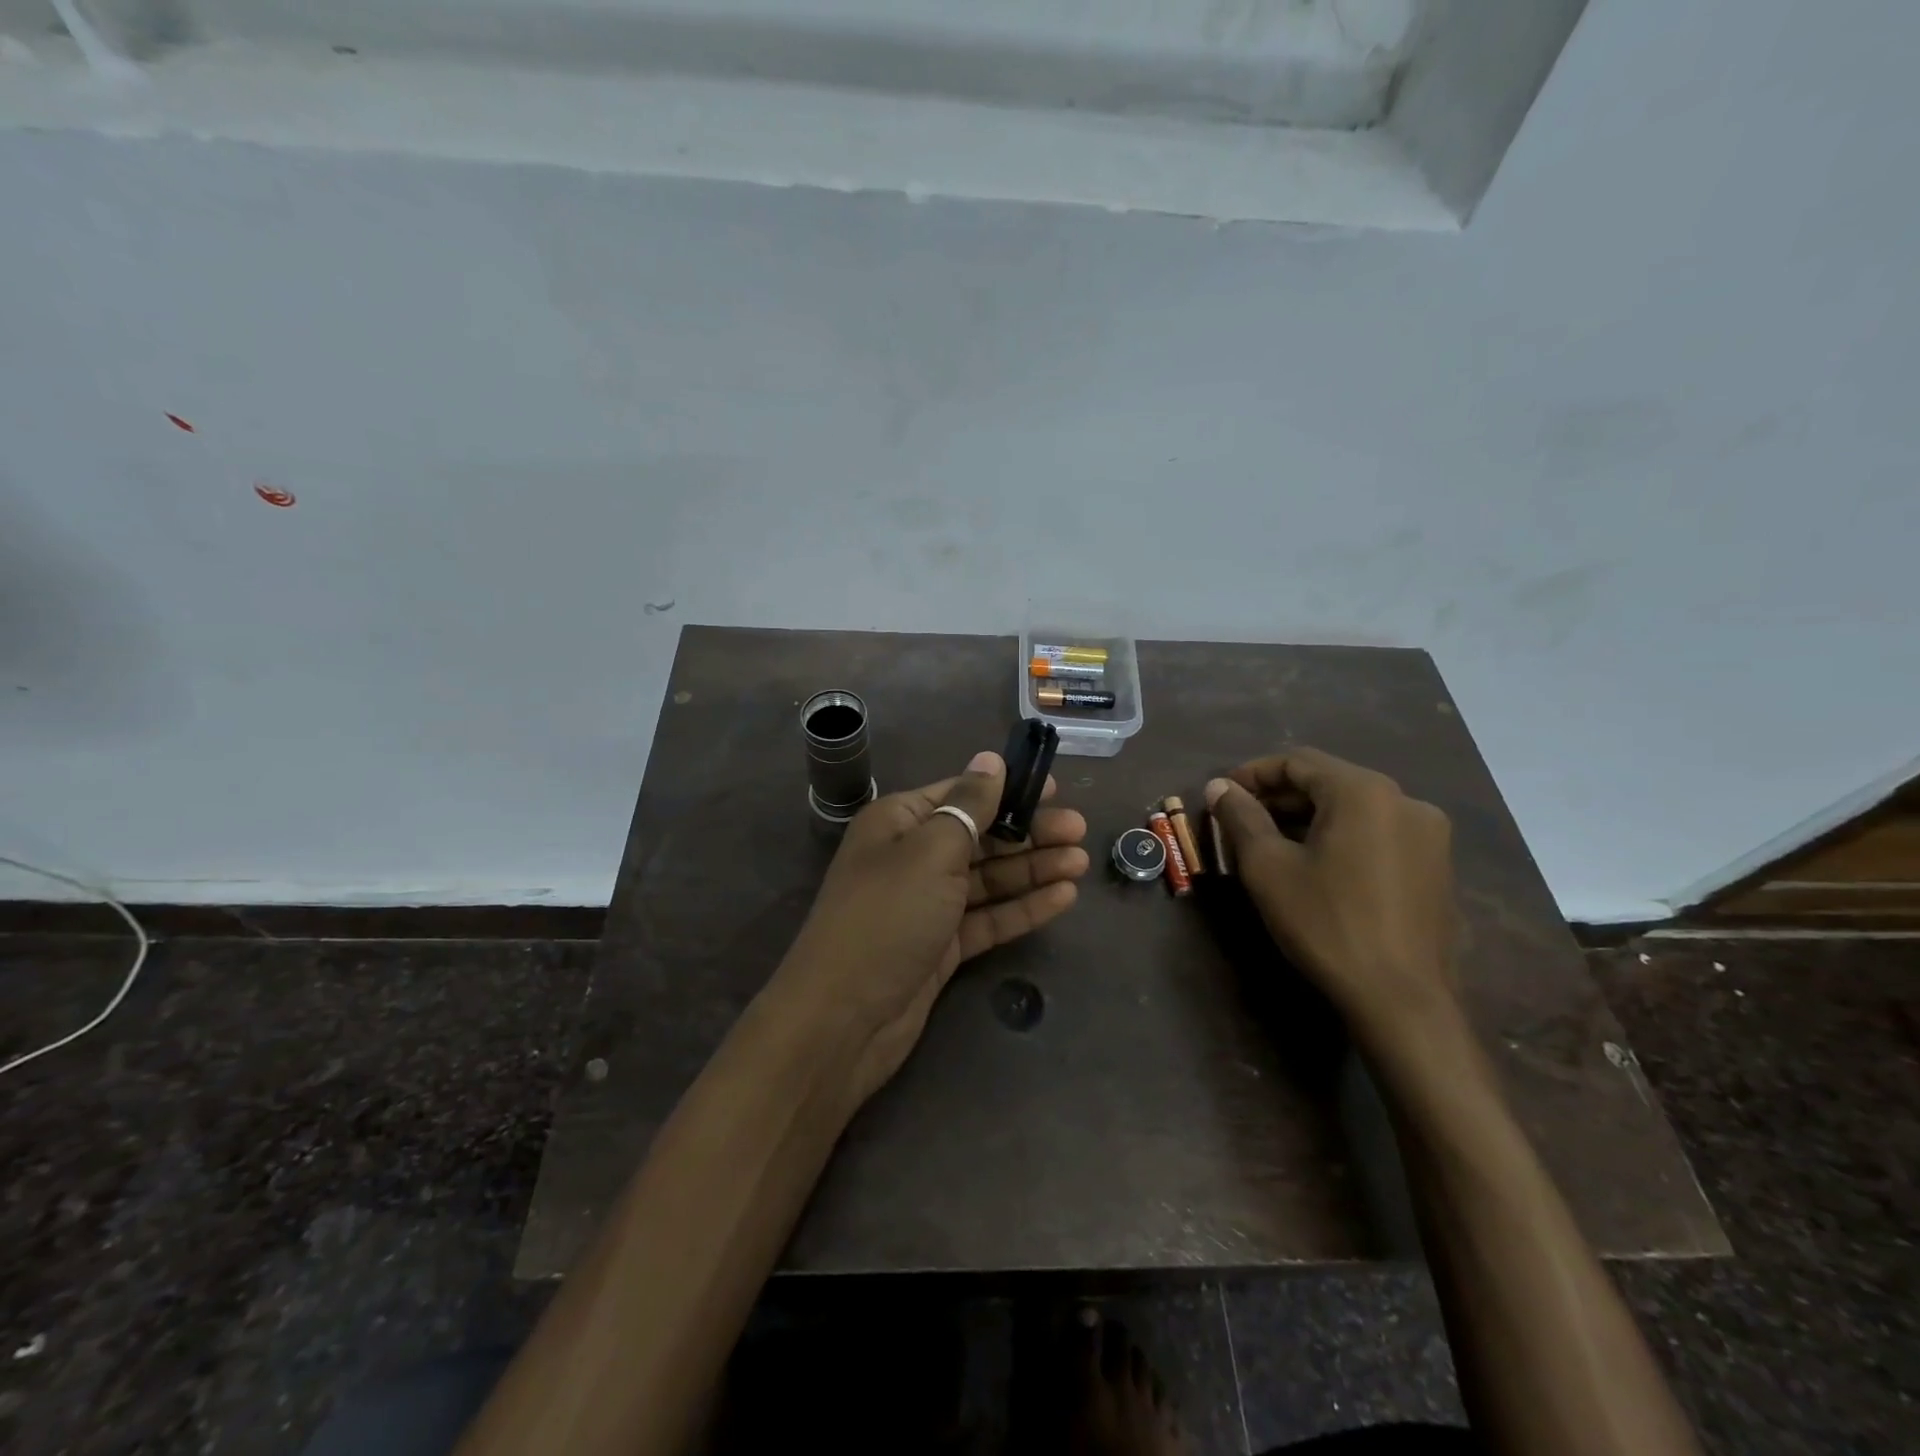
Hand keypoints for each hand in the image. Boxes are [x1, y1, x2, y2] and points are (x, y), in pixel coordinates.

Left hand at [772, 750, 1089, 1106]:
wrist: (843, 1018)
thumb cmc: (887, 916)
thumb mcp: (931, 851)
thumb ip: (969, 806)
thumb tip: (991, 760)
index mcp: (900, 823)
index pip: (961, 794)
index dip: (1007, 789)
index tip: (1054, 787)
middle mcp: (913, 858)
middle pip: (980, 836)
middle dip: (1028, 832)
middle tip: (1080, 830)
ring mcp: (927, 904)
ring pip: (989, 879)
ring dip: (1033, 869)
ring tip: (1081, 863)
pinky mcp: (942, 946)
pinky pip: (988, 918)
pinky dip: (1022, 908)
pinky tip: (1063, 898)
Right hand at [1205, 747, 1455, 1044]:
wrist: (1400, 998)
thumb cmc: (1325, 922)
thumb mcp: (1268, 867)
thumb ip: (1241, 816)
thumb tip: (1219, 786)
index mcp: (1363, 791)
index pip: (1297, 761)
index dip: (1253, 773)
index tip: (1221, 794)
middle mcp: (1404, 800)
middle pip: (1328, 781)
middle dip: (1279, 796)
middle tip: (1239, 820)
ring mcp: (1428, 834)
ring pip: (1354, 808)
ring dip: (1308, 816)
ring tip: (1270, 842)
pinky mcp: (1436, 865)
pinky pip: (1377, 832)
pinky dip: (1340, 835)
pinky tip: (1315, 863)